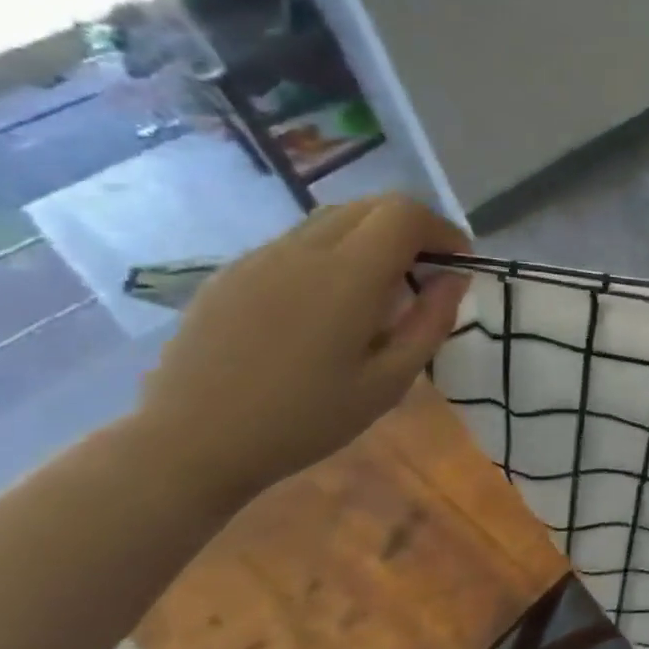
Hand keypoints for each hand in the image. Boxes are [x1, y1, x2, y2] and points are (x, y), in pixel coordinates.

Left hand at [134, 196, 471, 505]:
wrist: (191, 443)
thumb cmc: (306, 419)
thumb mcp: (390, 381)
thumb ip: (431, 322)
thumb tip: (455, 278)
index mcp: (346, 276)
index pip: (404, 214)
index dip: (442, 230)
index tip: (457, 265)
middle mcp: (302, 251)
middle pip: (370, 206)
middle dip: (412, 229)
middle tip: (427, 275)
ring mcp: (260, 258)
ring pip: (332, 219)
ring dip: (371, 239)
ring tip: (381, 290)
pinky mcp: (232, 273)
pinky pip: (296, 242)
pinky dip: (332, 253)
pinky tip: (328, 305)